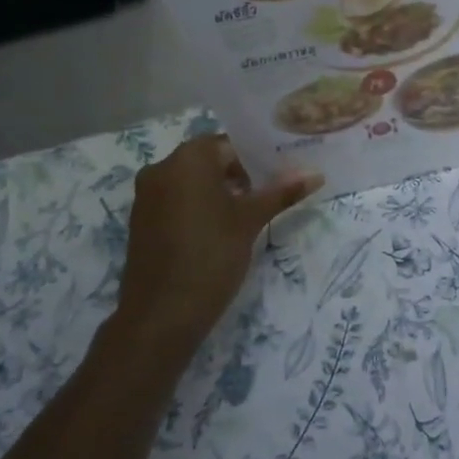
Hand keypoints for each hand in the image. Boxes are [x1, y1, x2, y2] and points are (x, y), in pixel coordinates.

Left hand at [114, 135, 320, 359]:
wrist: (161, 313)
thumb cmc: (211, 255)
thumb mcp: (251, 221)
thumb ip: (282, 192)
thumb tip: (316, 174)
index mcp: (188, 158)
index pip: (230, 145)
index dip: (258, 159)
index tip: (280, 176)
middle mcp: (162, 167)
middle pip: (210, 160)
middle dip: (240, 175)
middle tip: (270, 195)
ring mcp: (147, 195)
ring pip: (192, 182)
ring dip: (219, 192)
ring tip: (249, 214)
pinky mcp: (142, 220)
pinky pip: (176, 200)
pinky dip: (198, 207)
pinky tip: (220, 231)